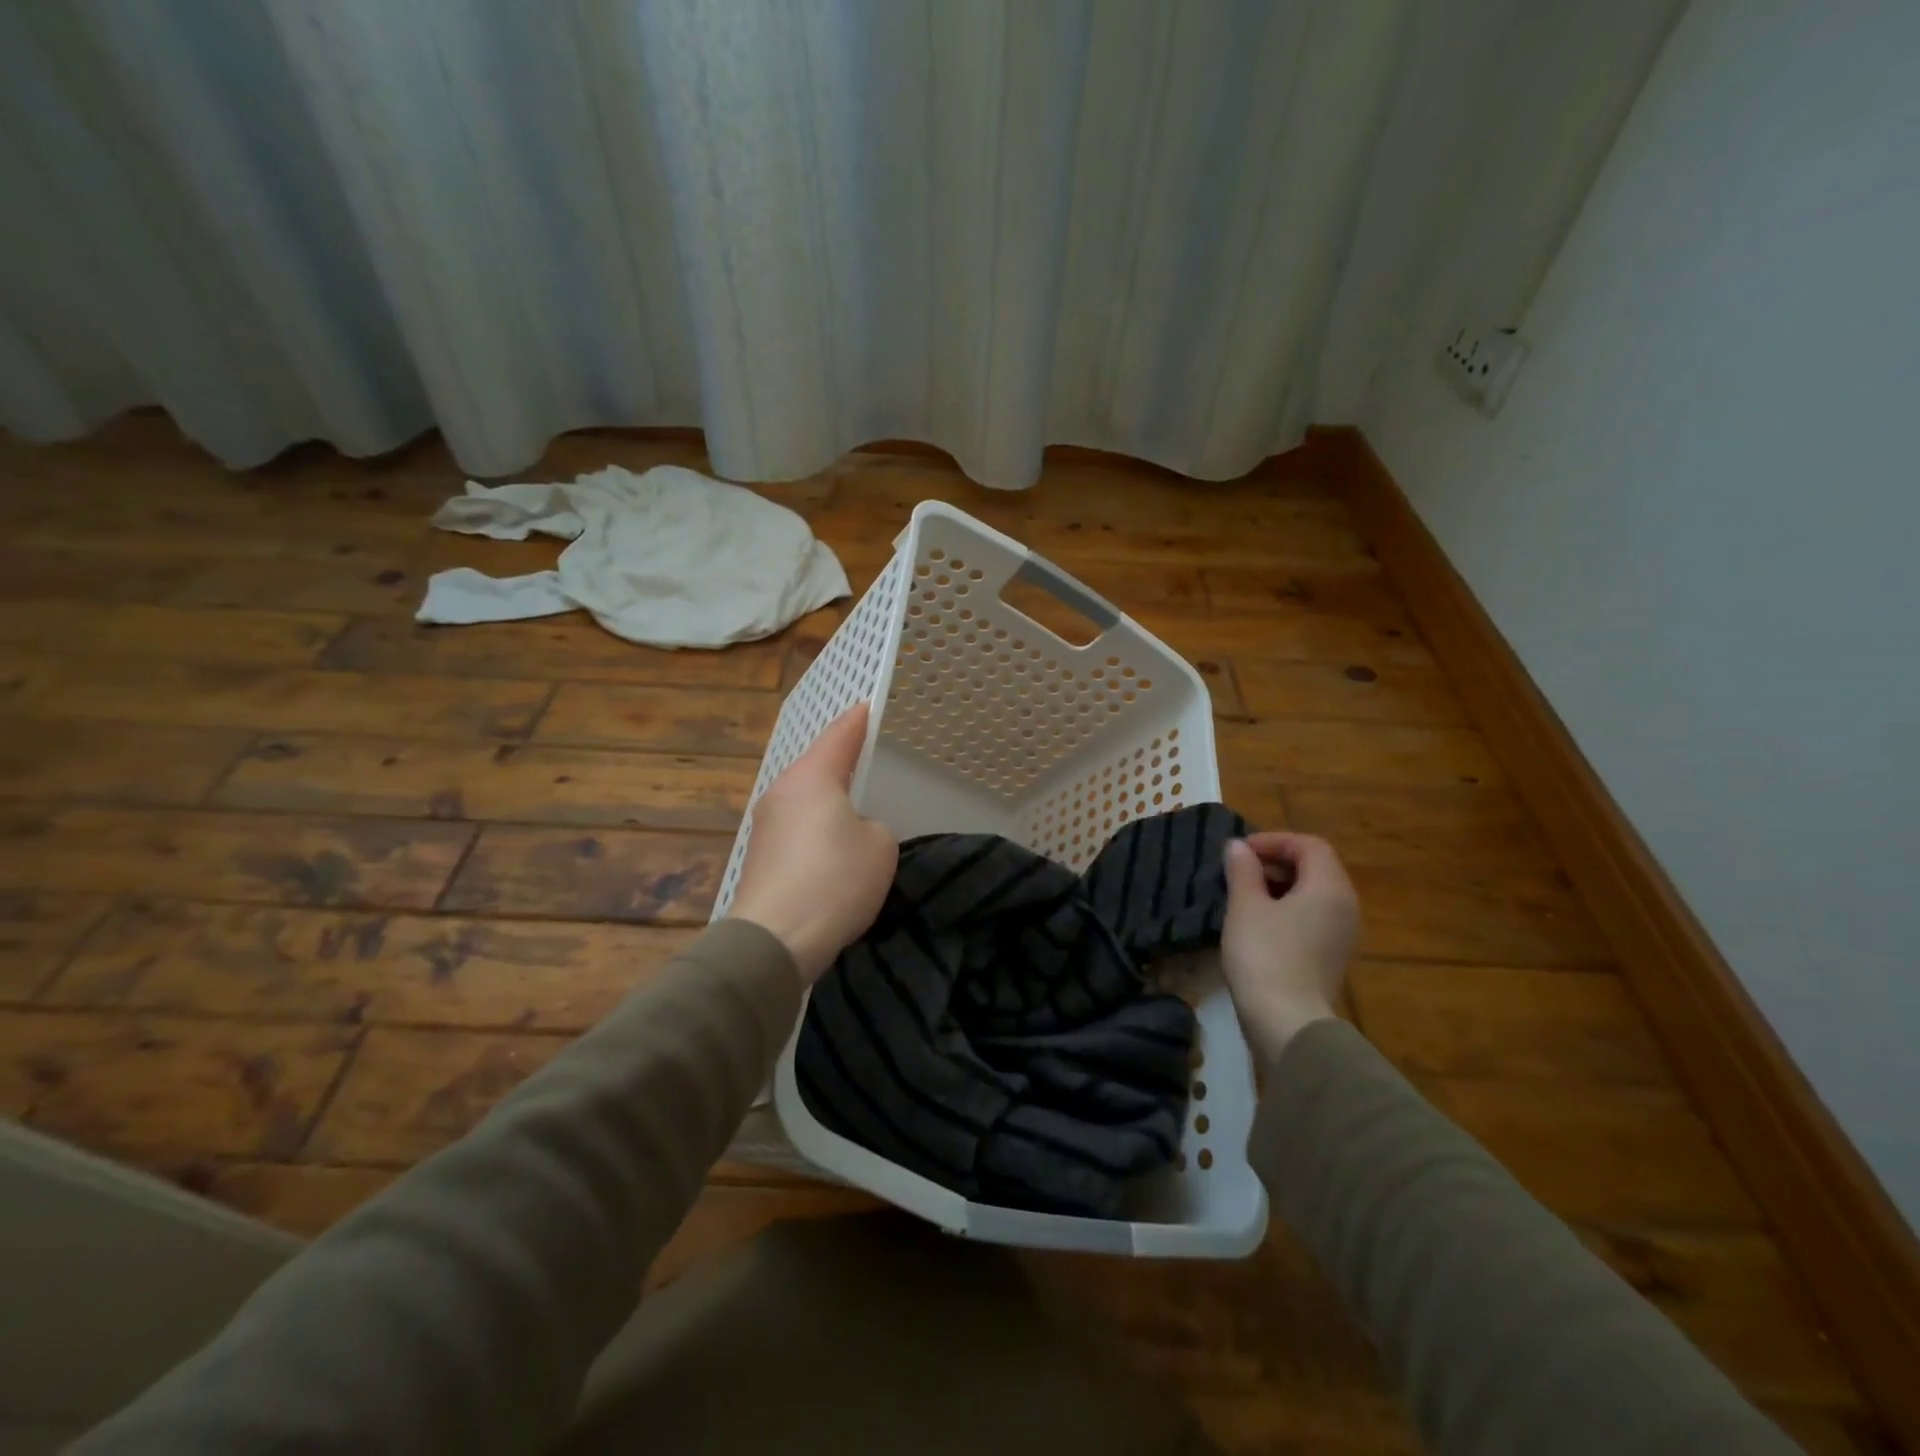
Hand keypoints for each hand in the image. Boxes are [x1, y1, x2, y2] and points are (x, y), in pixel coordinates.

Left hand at [727, 703, 897, 982]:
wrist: (774, 940)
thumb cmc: (834, 881)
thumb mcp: (880, 846)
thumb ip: (873, 826)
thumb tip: (851, 831)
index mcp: (812, 777)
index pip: (840, 735)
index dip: (858, 720)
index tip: (868, 706)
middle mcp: (782, 791)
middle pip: (817, 765)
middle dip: (842, 761)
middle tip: (868, 758)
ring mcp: (766, 824)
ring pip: (805, 798)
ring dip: (828, 800)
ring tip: (854, 807)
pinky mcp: (761, 855)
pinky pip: (797, 827)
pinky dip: (816, 828)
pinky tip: (831, 847)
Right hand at [1220, 832, 1359, 1061]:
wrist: (1286, 1023)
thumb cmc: (1265, 955)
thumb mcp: (1245, 906)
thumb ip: (1243, 870)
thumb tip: (1239, 848)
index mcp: (1330, 887)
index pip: (1309, 845)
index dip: (1274, 841)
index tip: (1240, 851)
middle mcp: (1345, 906)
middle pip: (1315, 868)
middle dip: (1276, 862)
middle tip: (1238, 870)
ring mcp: (1341, 935)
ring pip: (1313, 894)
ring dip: (1279, 886)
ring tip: (1243, 894)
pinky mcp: (1330, 957)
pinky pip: (1312, 917)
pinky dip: (1287, 909)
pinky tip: (1257, 922)